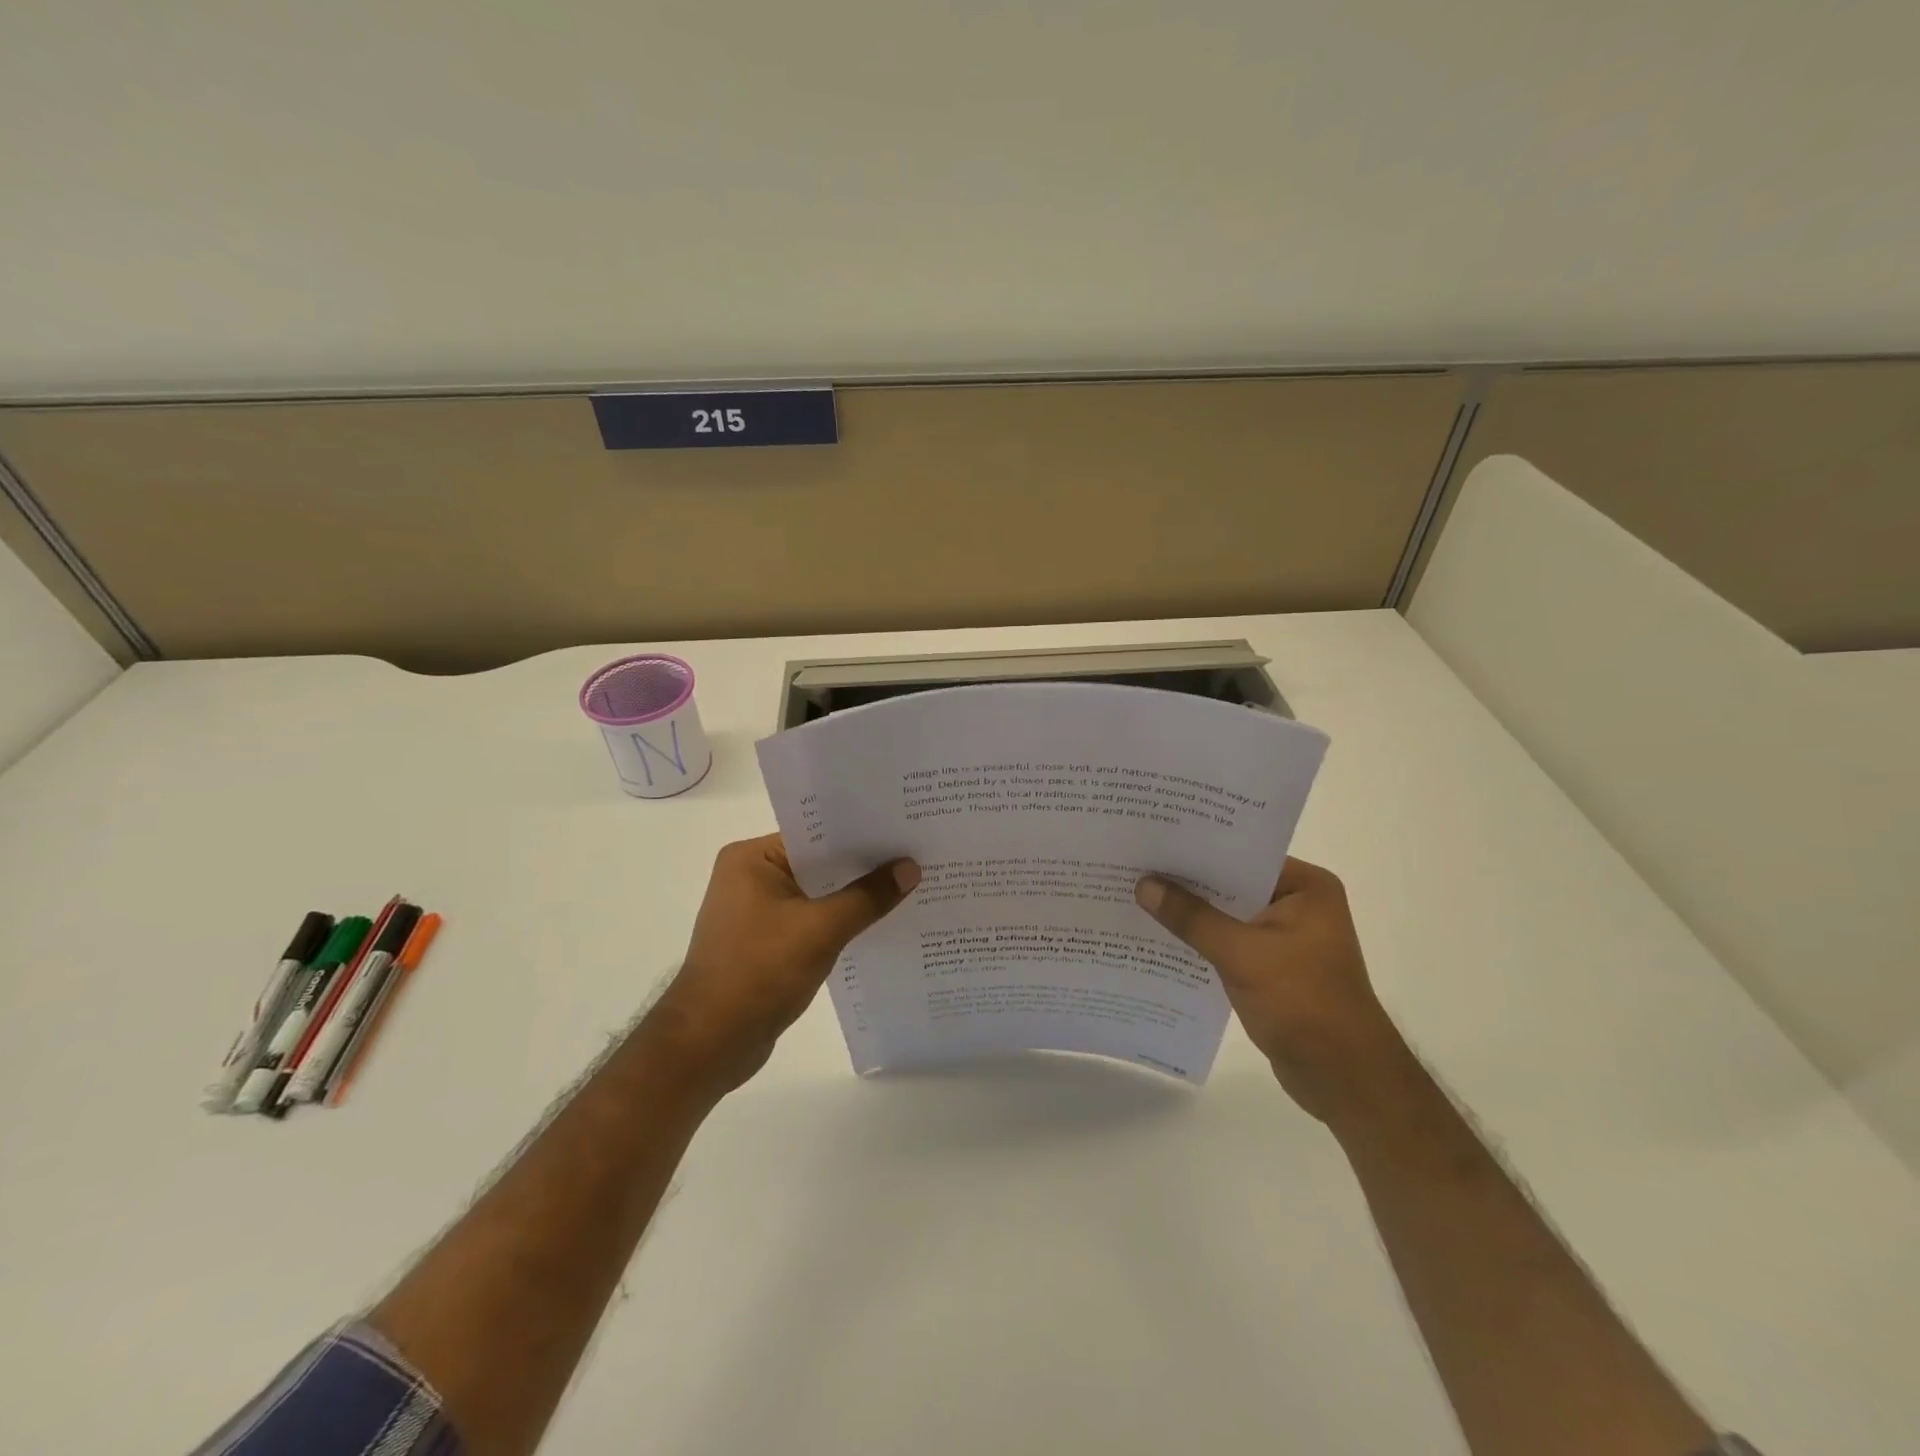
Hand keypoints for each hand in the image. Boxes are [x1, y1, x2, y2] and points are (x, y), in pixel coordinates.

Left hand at [645, 834, 918, 1096]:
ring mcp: (755, 912)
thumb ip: (867, 897)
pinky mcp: (764, 942)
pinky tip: (877, 924)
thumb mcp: (821, 929)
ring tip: (907, 886)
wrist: (710, 1043)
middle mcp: (749, 877)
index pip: (815, 834)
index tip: (903, 830)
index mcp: (751, 859)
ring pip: (817, 894)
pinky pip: (810, 920)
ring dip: (853, 896)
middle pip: (818, 863)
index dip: (860, 833)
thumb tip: (910, 867)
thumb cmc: (759, 972)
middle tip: (915, 855)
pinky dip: (838, 922)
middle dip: (863, 865)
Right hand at [1136, 857, 1414, 1127]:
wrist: (1343, 1079)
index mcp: (1306, 887)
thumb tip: (1144, 885)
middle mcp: (1298, 903)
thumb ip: (1191, 918)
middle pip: (1232, 883)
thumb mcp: (1242, 955)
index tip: (1153, 839)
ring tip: (1137, 895)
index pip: (1243, 854)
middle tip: (1136, 864)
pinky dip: (1201, 940)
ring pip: (1227, 914)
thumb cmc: (1303, 1003)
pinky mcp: (1272, 966)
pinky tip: (1160, 936)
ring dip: (1191, 913)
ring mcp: (1286, 936)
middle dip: (1188, 881)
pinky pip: (1228, 941)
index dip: (1198, 848)